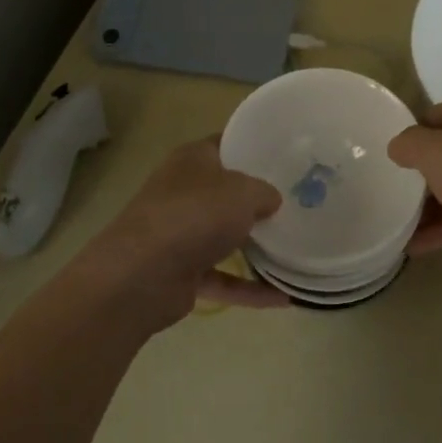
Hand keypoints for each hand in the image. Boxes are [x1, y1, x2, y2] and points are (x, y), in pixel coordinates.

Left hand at [75, 138, 287, 331]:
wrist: (141, 276)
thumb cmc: (195, 215)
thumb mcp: (243, 192)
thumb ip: (264, 192)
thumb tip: (271, 200)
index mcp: (193, 160)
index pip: (227, 144)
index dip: (254, 147)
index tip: (287, 157)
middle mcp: (183, 192)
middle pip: (227, 192)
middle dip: (259, 200)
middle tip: (301, 203)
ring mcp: (180, 233)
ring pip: (224, 236)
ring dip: (256, 246)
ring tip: (297, 249)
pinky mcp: (181, 272)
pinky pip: (224, 278)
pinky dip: (250, 288)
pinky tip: (285, 298)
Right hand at [388, 88, 441, 255]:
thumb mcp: (434, 153)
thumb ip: (408, 144)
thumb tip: (399, 147)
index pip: (430, 117)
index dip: (409, 141)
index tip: (390, 167)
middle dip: (420, 176)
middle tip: (392, 198)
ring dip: (431, 205)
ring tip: (398, 228)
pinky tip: (418, 247)